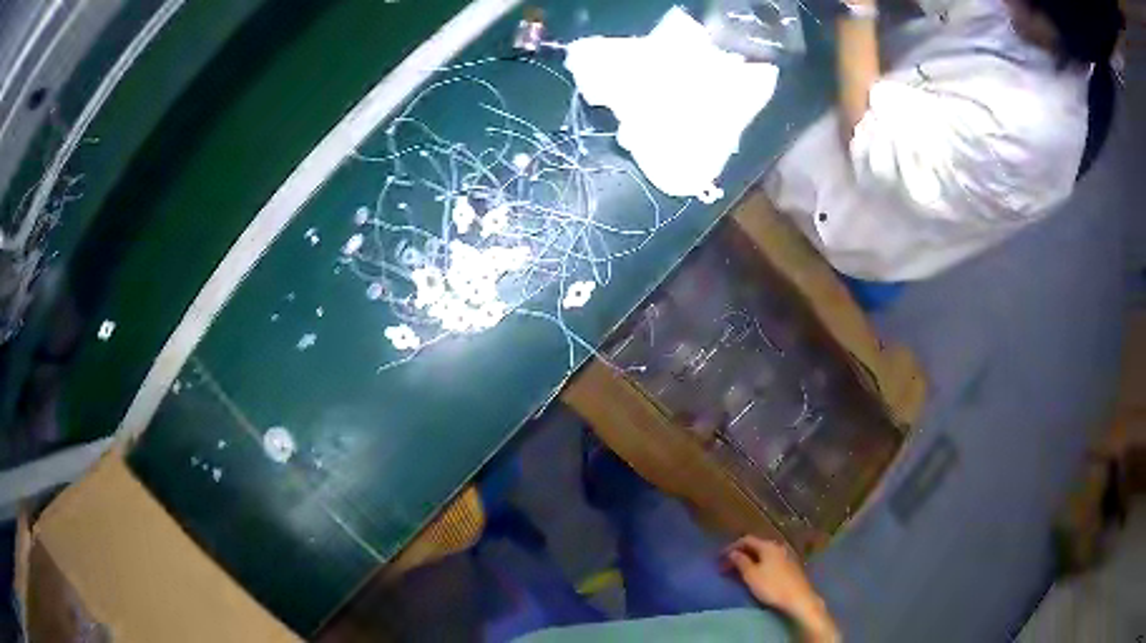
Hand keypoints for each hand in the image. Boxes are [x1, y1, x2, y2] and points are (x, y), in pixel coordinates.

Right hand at [724, 536, 839, 642]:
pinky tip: (756, 573)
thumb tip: (733, 552)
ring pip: (763, 553)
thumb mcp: (751, 575)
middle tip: (727, 565)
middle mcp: (778, 547)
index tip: (720, 557)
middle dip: (740, 553)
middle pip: (755, 545)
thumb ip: (741, 562)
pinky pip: (770, 559)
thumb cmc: (772, 586)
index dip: (731, 546)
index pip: (746, 539)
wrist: (798, 598)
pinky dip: (759, 563)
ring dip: (750, 559)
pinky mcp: (790, 566)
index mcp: (768, 546)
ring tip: (739, 570)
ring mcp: (786, 555)